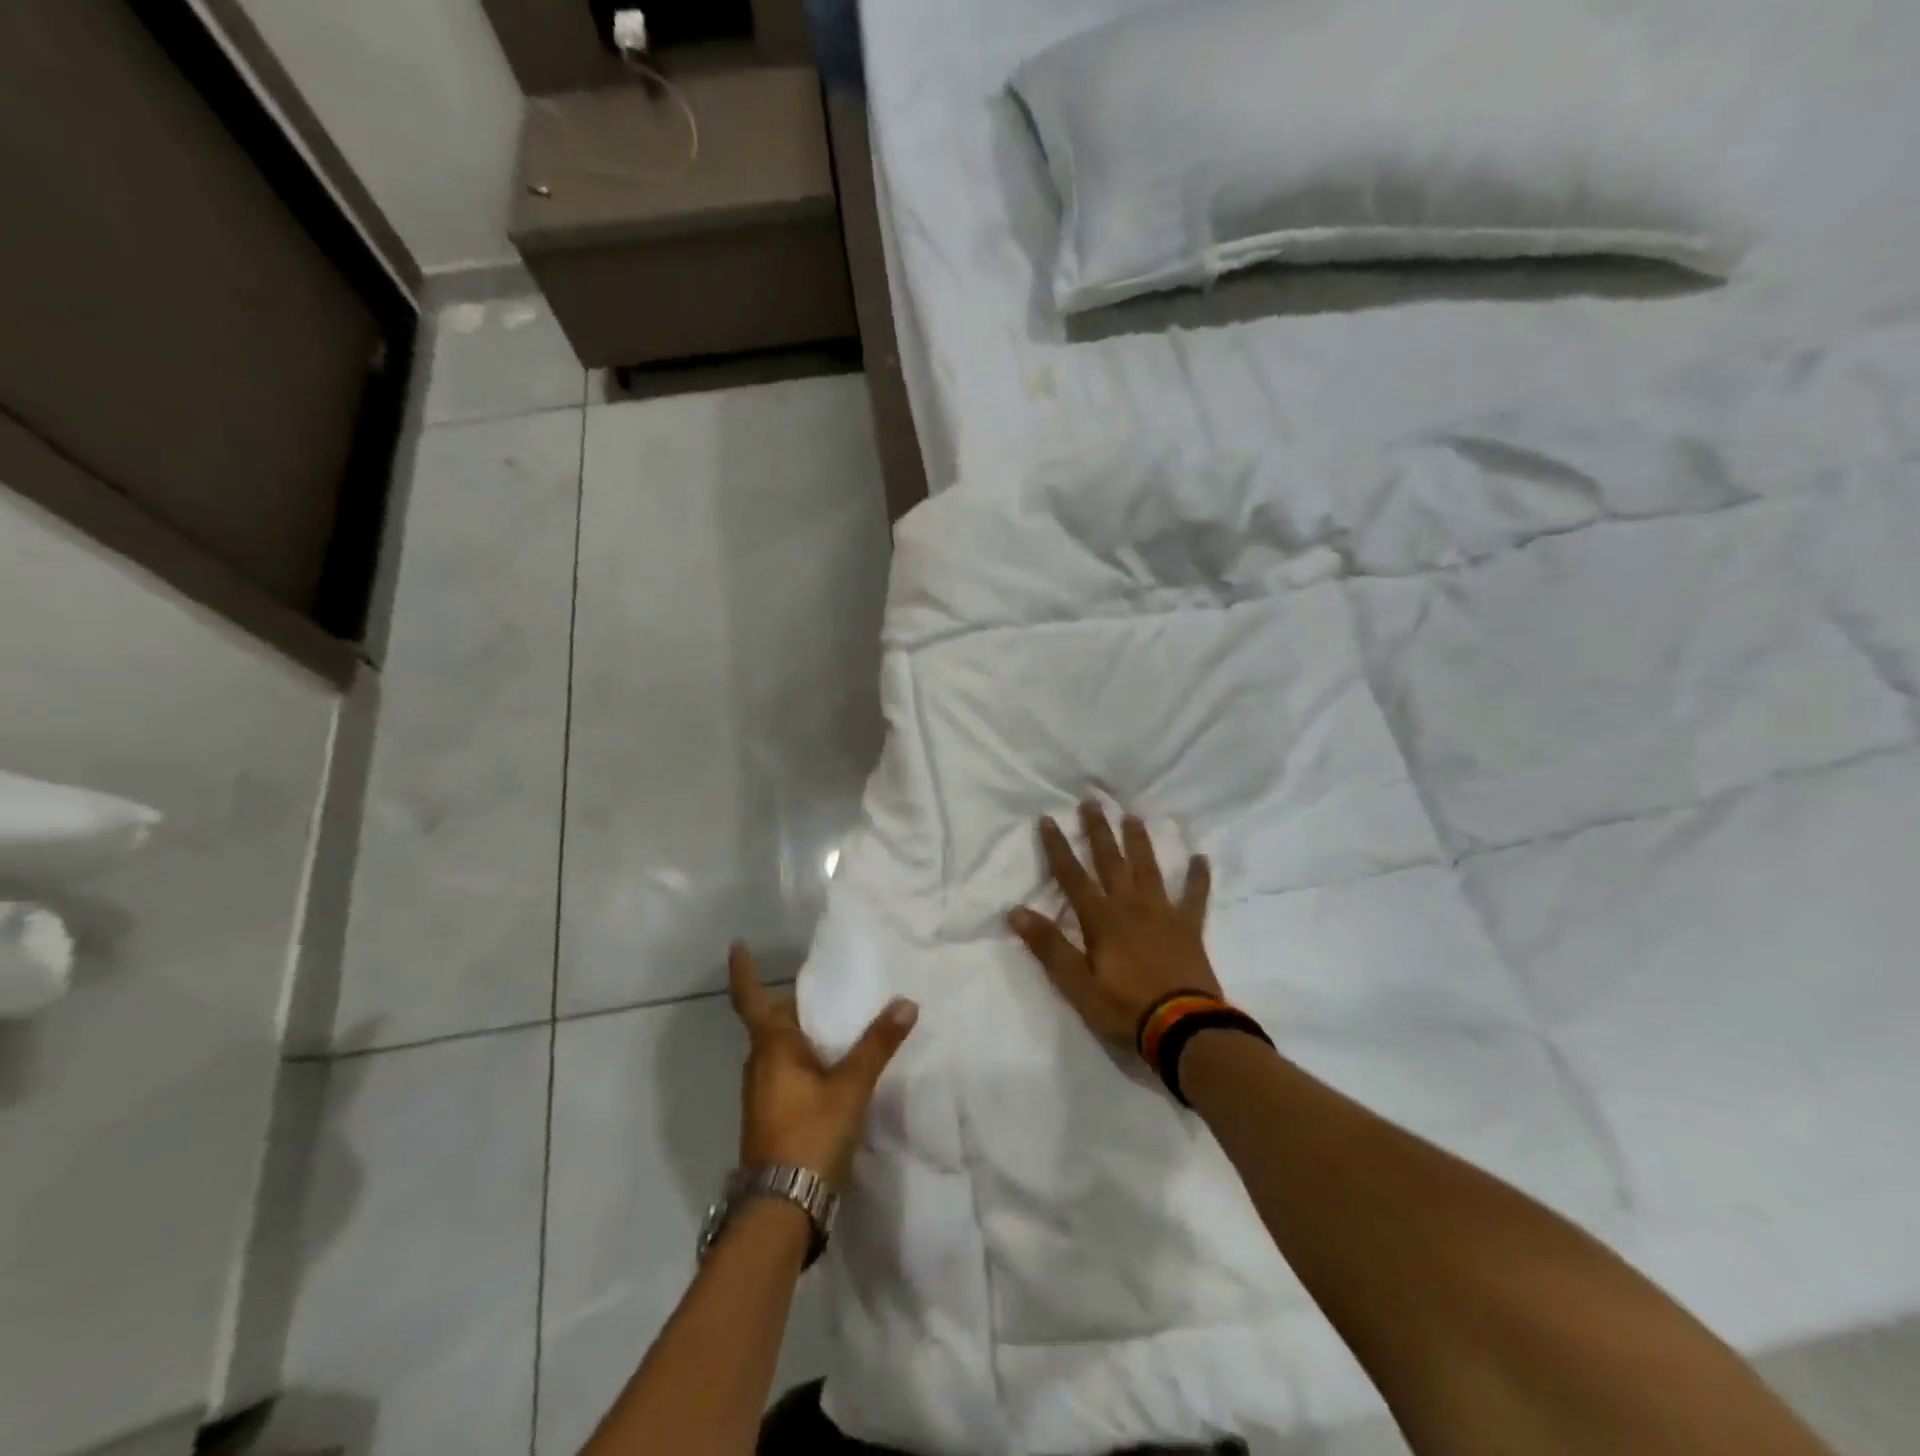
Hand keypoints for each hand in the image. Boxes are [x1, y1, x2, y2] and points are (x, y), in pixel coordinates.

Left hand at [728, 943, 918, 1186]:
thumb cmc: (810, 1133)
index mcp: (771, 1046)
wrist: (781, 1209)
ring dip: (802, 1034)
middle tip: (826, 989)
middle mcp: (759, 1064)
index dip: (743, 972)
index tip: (737, 945)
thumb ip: (878, 1044)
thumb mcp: (851, 1086)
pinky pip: (787, 1073)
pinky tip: (833, 1070)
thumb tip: (905, 1002)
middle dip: (794, 1004)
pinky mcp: (770, 1117)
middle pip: (771, 1022)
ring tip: (838, 1024)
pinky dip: (806, 1061)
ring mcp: (761, 1094)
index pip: (751, 998)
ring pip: (780, 1050)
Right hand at [1007, 803, 1216, 1051]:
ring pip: (1149, 869)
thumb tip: (1016, 911)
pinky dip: (1198, 878)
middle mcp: (1131, 906)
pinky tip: (1201, 858)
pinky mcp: (1189, 928)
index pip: (1072, 876)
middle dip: (1098, 831)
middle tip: (1092, 802)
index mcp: (1101, 919)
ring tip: (1133, 816)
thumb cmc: (1125, 1008)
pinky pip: (1195, 897)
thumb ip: (1049, 947)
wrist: (1184, 1028)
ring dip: (1139, 842)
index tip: (1048, 820)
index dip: (1058, 848)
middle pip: (1111, 861)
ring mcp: (1163, 914)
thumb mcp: (1077, 985)